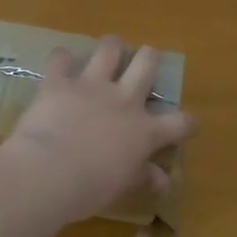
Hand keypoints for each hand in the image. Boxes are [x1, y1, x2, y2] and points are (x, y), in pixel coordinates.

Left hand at [0, 37, 194, 222]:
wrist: (49, 171)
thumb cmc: (90, 188)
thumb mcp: (121, 186)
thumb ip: (142, 177)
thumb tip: (162, 180)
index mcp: (144, 131)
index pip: (179, 123)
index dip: (187, 122)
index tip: (187, 124)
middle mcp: (123, 100)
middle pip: (147, 64)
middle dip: (150, 58)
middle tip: (145, 60)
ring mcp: (91, 86)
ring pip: (110, 49)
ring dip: (112, 47)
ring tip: (110, 50)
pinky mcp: (59, 82)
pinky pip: (61, 59)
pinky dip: (62, 59)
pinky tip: (61, 63)